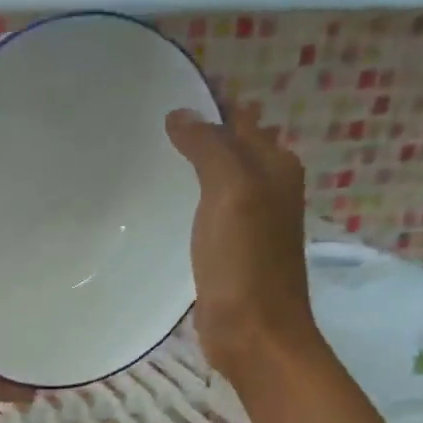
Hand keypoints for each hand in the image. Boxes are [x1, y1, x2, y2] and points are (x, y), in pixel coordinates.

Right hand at [165, 103, 324, 379]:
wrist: (254, 332)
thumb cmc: (245, 261)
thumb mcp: (230, 192)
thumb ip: (209, 148)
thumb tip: (181, 114)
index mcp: (274, 167)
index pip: (240, 119)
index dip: (210, 103)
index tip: (166, 90)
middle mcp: (267, 188)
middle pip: (231, 147)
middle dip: (200, 131)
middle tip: (148, 121)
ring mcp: (249, 223)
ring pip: (219, 179)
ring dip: (194, 166)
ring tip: (151, 154)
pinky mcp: (230, 252)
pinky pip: (209, 212)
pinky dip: (190, 200)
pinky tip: (166, 203)